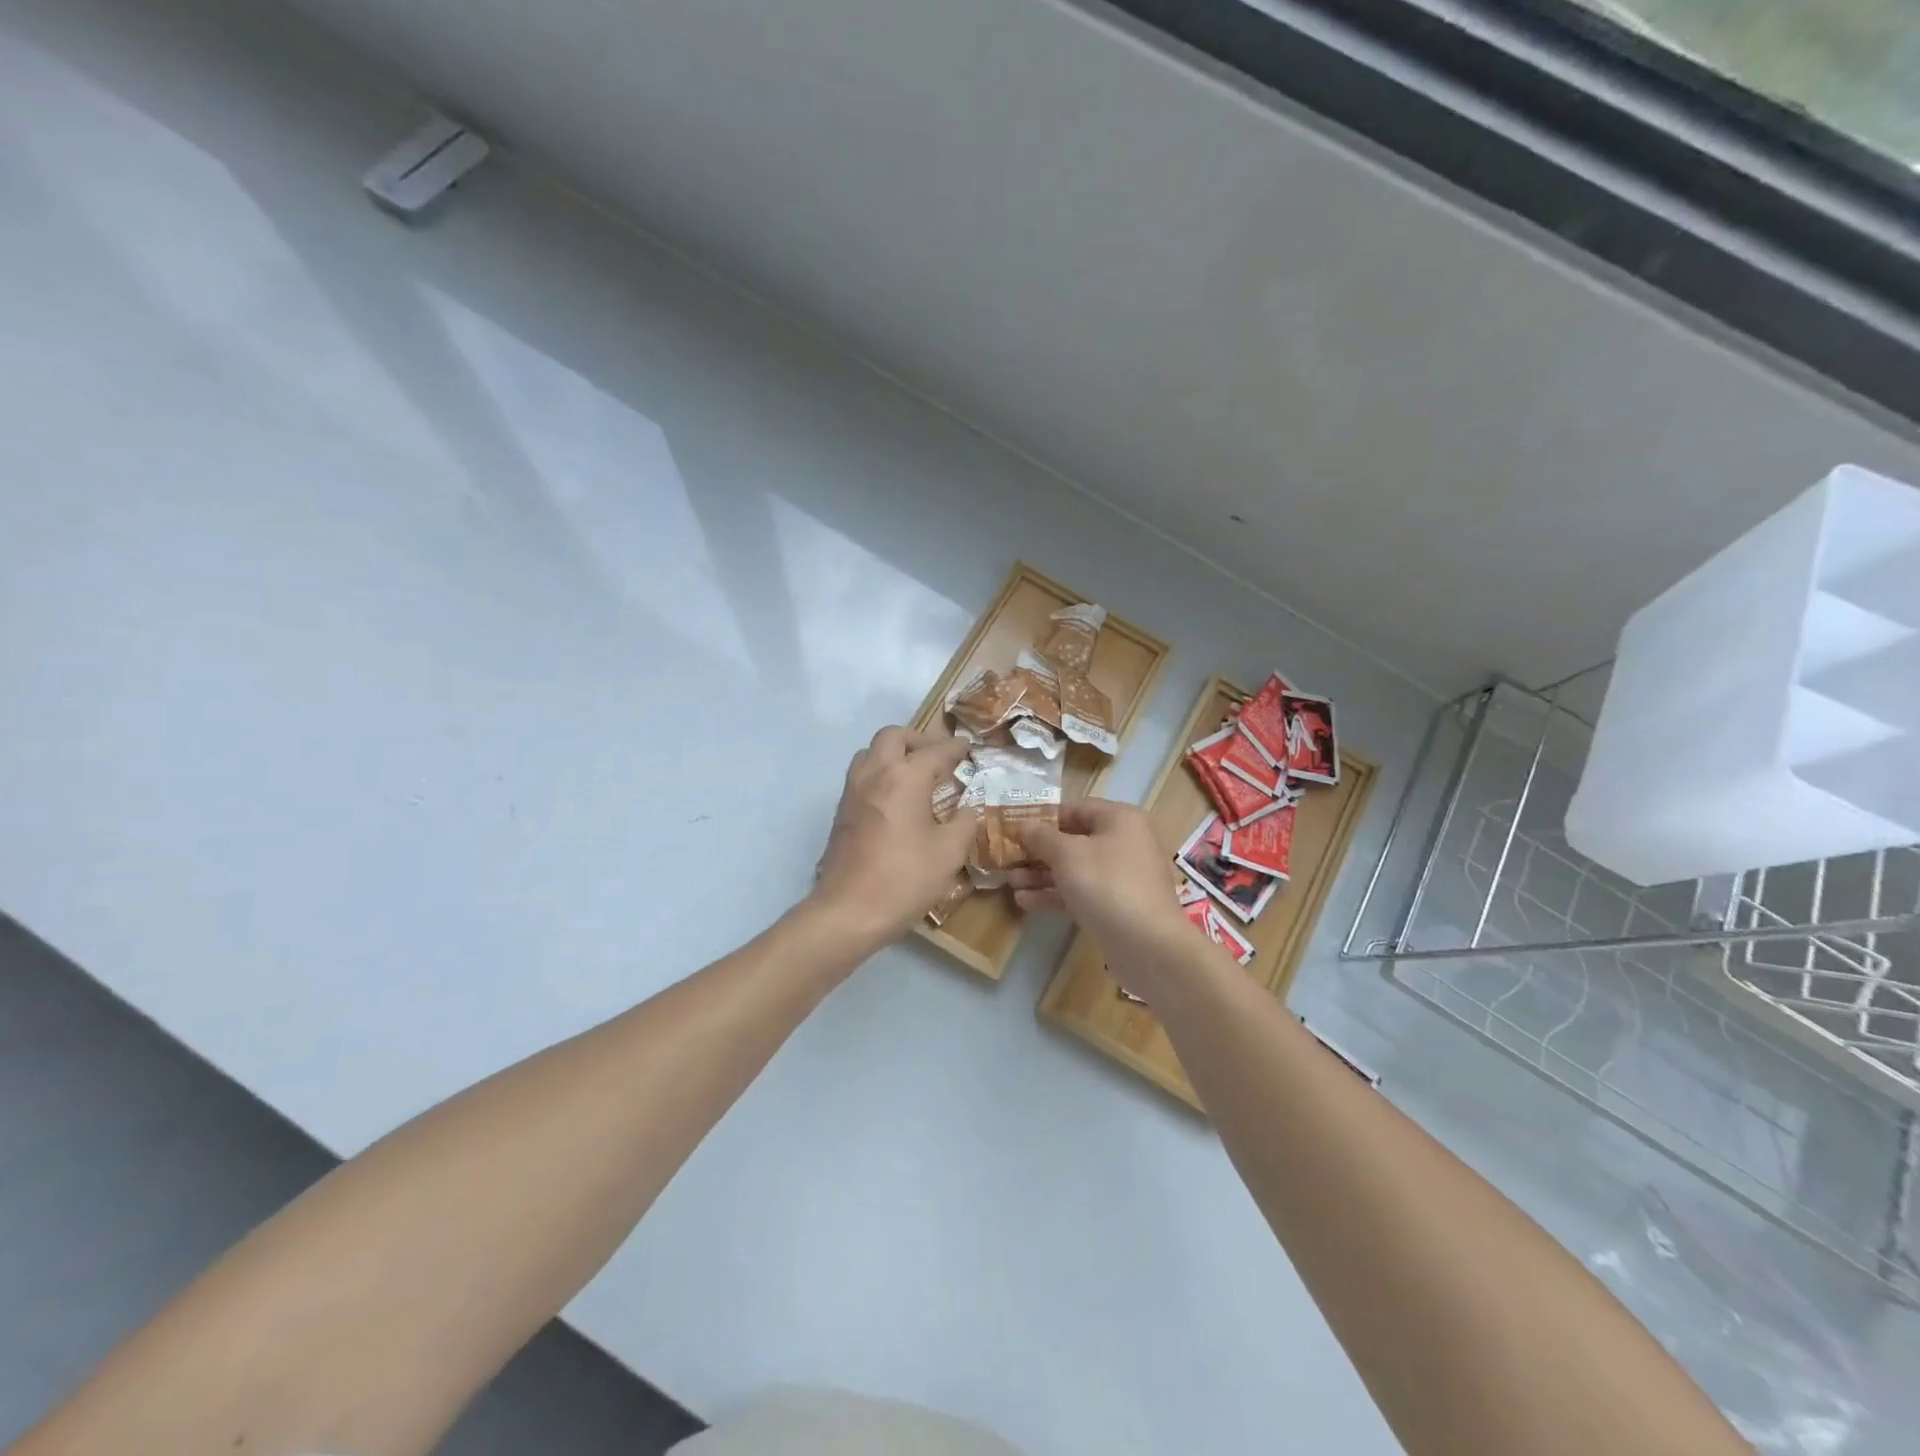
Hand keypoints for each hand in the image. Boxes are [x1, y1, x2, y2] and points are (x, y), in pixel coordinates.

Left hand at [811, 726, 978, 947]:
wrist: (848, 911)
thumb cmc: (905, 879)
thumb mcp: (949, 853)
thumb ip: (964, 823)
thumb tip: (969, 809)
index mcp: (905, 777)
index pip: (935, 751)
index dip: (955, 747)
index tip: (968, 747)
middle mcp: (875, 774)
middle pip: (893, 736)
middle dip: (918, 739)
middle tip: (938, 756)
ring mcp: (852, 791)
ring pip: (870, 752)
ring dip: (893, 753)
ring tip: (914, 773)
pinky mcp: (841, 811)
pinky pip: (861, 775)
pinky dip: (880, 773)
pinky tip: (896, 798)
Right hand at [1009, 800, 1193, 989]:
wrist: (1148, 946)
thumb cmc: (1107, 885)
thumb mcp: (1067, 854)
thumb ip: (1042, 837)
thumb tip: (1025, 826)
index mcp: (1120, 819)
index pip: (1076, 808)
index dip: (1043, 817)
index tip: (1014, 827)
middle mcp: (1125, 842)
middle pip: (1074, 840)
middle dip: (1038, 851)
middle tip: (1007, 858)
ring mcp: (1122, 877)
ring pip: (1075, 869)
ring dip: (1042, 874)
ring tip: (1010, 882)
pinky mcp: (1117, 906)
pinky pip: (1082, 892)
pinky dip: (1056, 894)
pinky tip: (1025, 902)